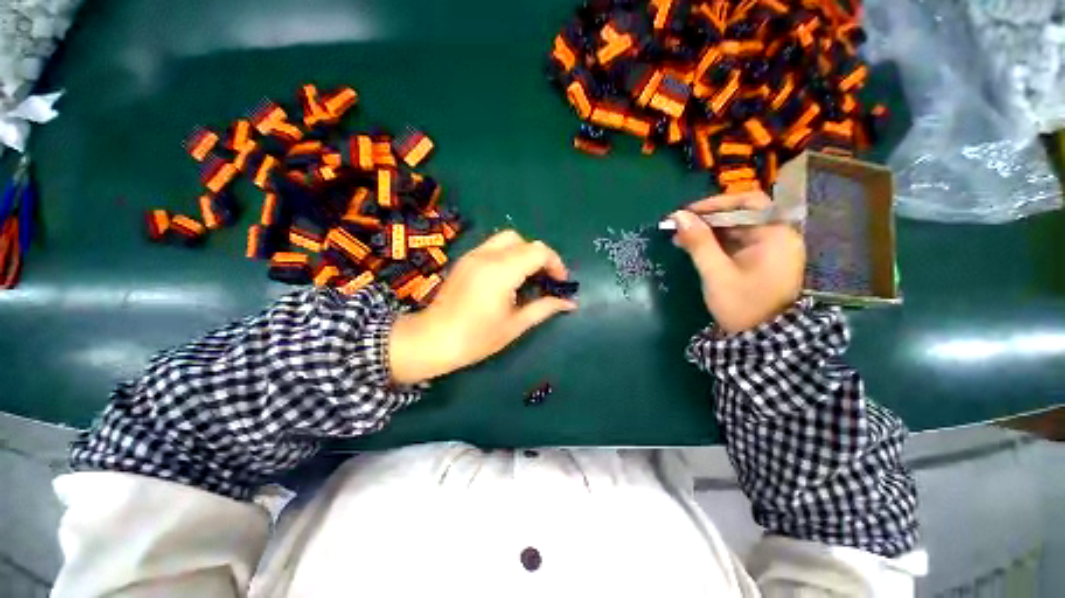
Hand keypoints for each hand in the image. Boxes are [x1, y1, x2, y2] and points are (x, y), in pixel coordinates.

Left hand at [389, 231, 577, 384]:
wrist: (432, 339)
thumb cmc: (476, 338)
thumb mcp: (515, 325)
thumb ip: (544, 308)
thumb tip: (570, 303)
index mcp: (501, 272)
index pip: (538, 252)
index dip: (555, 264)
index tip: (560, 283)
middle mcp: (487, 255)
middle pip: (525, 241)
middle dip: (540, 258)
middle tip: (544, 280)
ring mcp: (473, 255)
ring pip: (508, 239)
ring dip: (524, 253)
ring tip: (527, 278)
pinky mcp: (465, 259)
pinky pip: (493, 246)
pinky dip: (508, 255)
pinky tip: (507, 278)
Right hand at [670, 190, 804, 334]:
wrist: (761, 340)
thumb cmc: (741, 304)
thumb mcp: (716, 273)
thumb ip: (699, 242)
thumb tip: (678, 216)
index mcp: (775, 235)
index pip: (747, 203)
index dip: (715, 204)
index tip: (686, 213)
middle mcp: (778, 235)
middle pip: (742, 214)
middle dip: (708, 219)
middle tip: (679, 226)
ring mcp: (771, 248)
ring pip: (737, 228)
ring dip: (708, 231)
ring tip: (681, 238)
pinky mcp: (761, 259)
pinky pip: (737, 242)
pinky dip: (716, 243)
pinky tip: (695, 247)